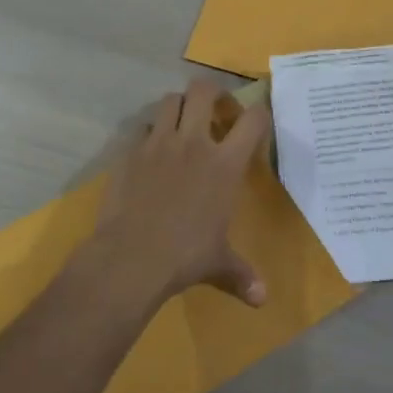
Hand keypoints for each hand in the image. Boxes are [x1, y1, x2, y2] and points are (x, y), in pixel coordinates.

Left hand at [88, 78, 272, 309]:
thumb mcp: (219, 263)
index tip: (256, 122)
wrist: (131, 256)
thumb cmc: (185, 256)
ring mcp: (158, 143)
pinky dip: (150, 132)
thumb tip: (263, 301)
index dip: (259, 112)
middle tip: (215, 110)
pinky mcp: (130, 152)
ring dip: (179, 106)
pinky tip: (151, 152)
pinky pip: (142, 127)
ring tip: (182, 125)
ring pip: (169, 100)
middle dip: (212, 92)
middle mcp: (194, 143)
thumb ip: (242, 275)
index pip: (253, 119)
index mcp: (225, 164)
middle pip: (204, 90)